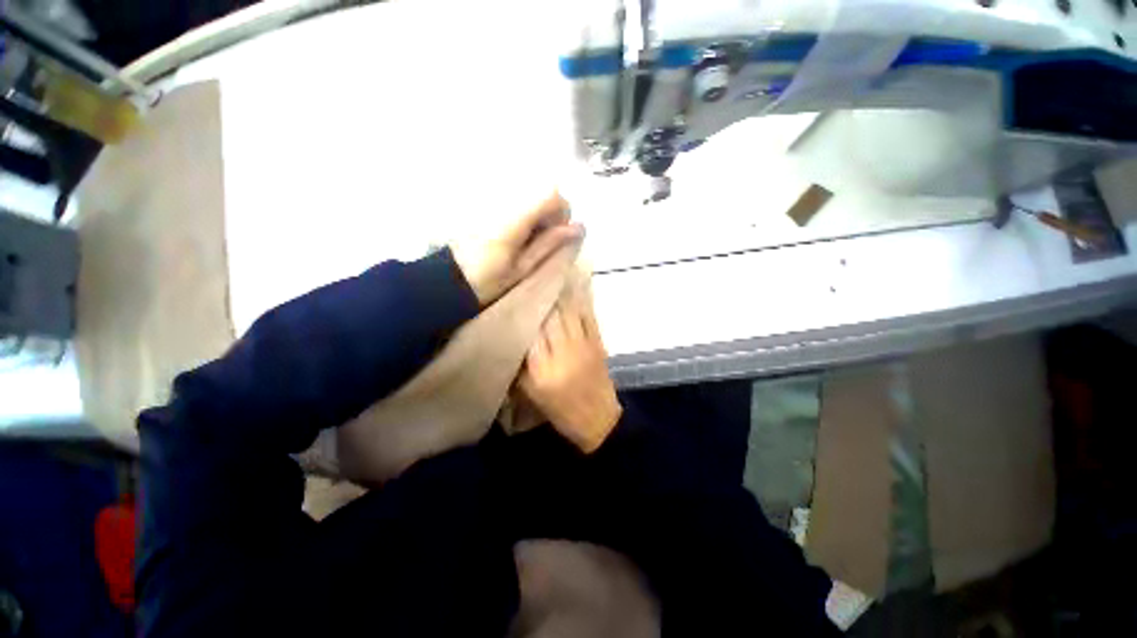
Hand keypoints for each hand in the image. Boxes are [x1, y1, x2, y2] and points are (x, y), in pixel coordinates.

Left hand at [451, 193, 583, 306]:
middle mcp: (504, 201)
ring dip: (538, 215)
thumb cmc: (487, 281)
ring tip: (527, 242)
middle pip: (542, 191)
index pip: (552, 194)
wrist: (449, 281)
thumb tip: (579, 228)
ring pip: (529, 197)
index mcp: (514, 219)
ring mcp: (493, 201)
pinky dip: (524, 216)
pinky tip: (515, 237)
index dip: (563, 213)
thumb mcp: (523, 269)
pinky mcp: (486, 206)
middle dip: (551, 214)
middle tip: (542, 242)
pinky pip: (515, 202)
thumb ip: (550, 245)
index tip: (558, 236)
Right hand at [519, 290, 621, 452]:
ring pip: (568, 311)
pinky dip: (578, 300)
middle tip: (529, 277)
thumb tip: (515, 334)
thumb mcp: (531, 394)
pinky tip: (572, 285)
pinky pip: (587, 315)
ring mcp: (584, 345)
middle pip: (550, 317)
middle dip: (540, 296)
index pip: (530, 332)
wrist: (598, 419)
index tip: (514, 294)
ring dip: (559, 292)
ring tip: (549, 273)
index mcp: (542, 370)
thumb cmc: (560, 410)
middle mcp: (563, 353)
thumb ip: (520, 364)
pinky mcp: (599, 342)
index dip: (523, 311)